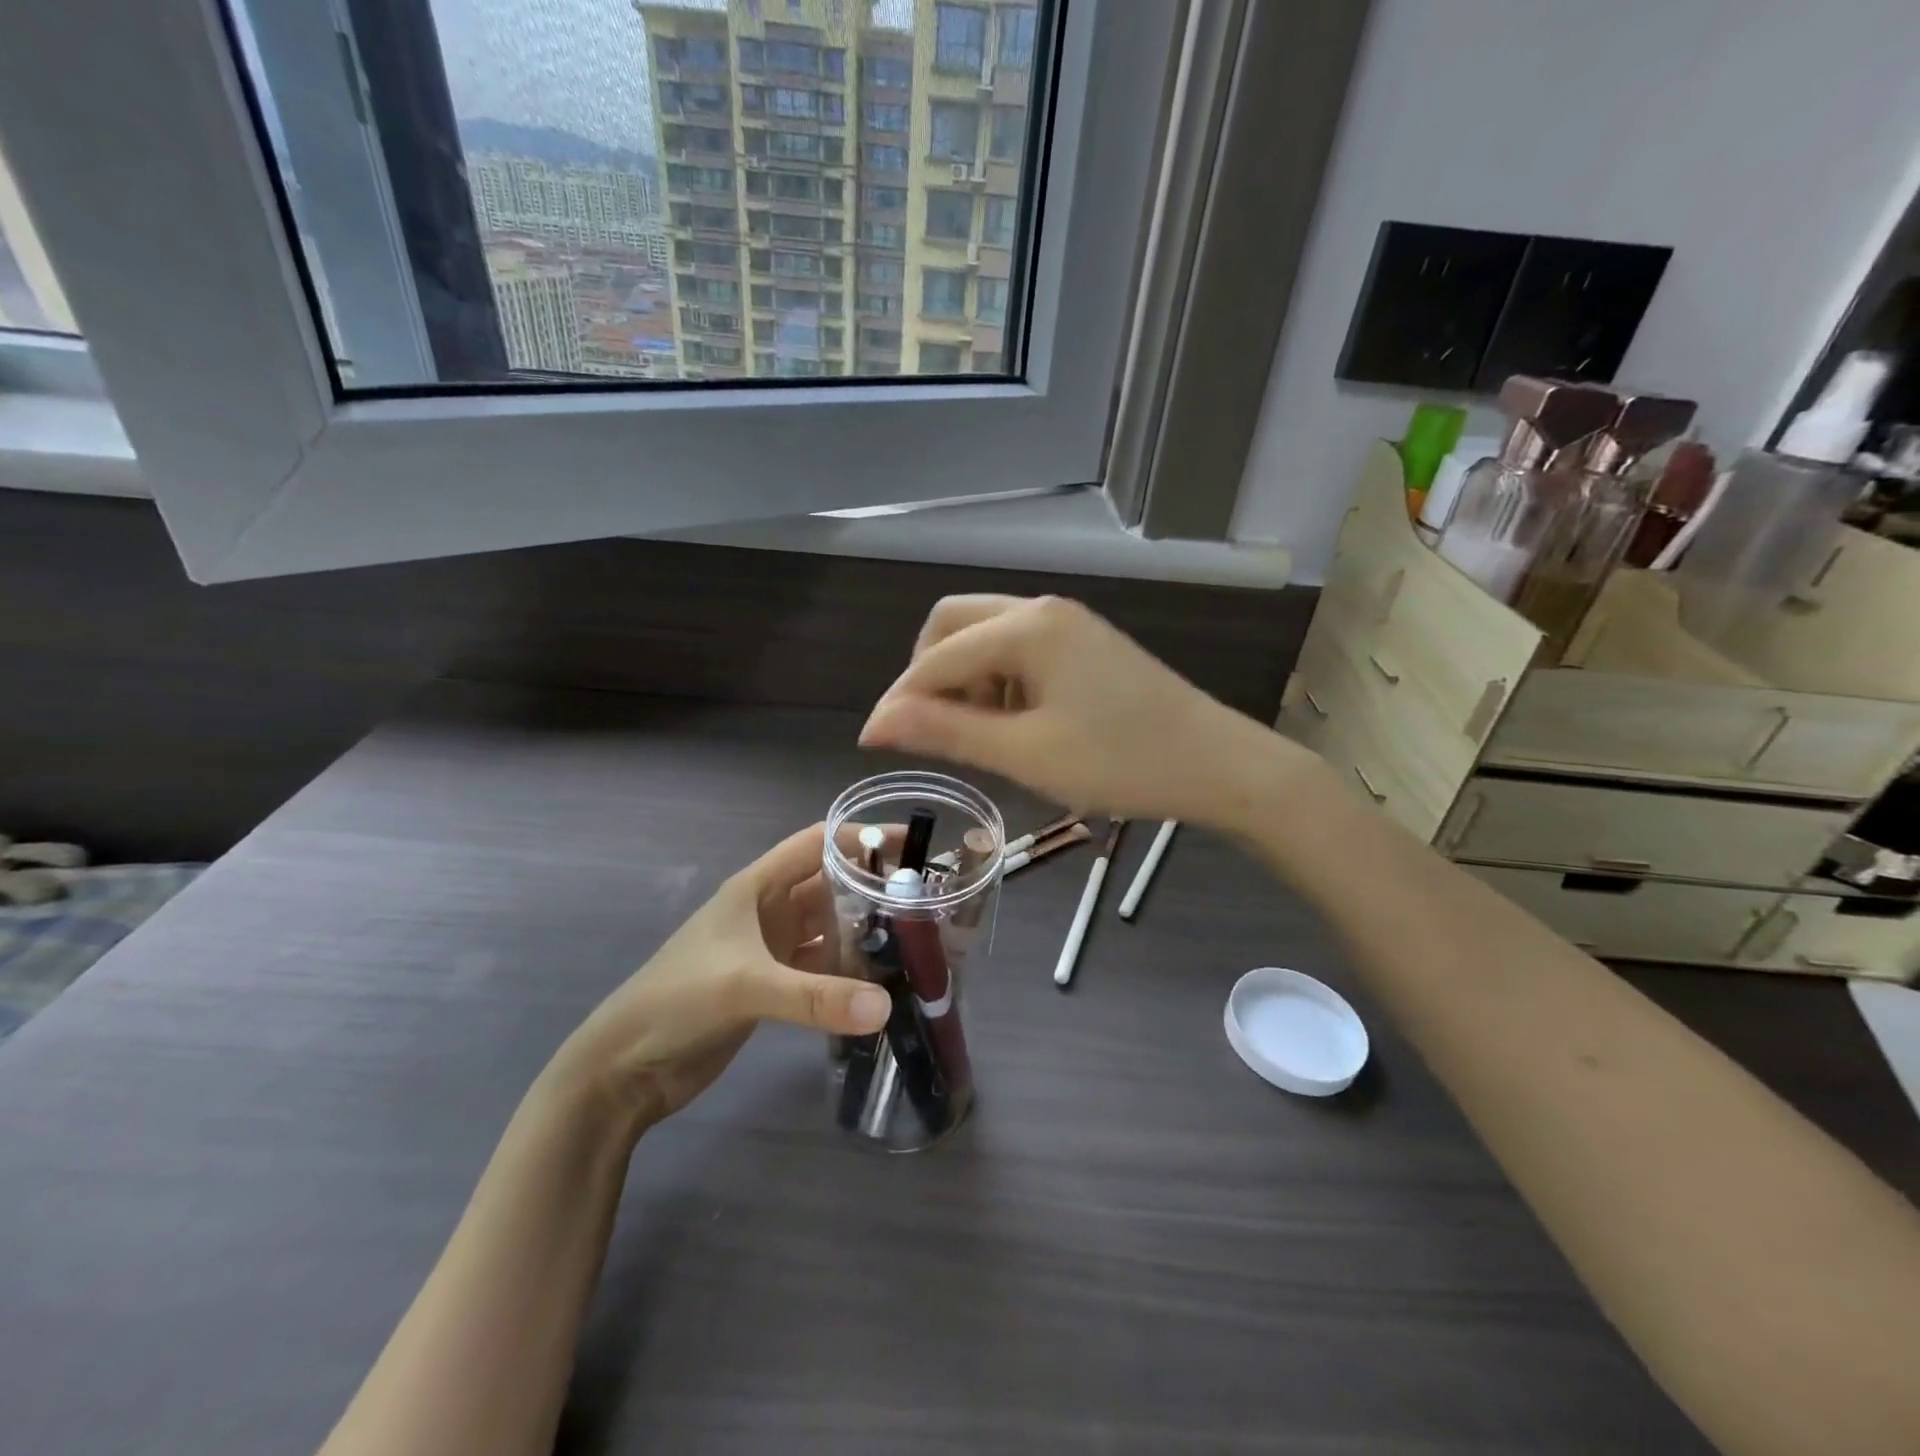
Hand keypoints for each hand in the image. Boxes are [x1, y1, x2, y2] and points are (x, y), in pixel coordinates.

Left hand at [548, 825, 890, 1131]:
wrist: (623, 1069)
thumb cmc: (676, 1002)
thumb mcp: (745, 987)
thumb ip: (815, 997)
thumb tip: (885, 1006)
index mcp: (757, 887)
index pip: (818, 843)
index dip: (863, 837)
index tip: (915, 844)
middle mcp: (768, 910)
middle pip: (831, 884)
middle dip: (874, 886)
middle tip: (929, 898)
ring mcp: (770, 949)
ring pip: (829, 927)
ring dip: (865, 930)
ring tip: (917, 938)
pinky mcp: (773, 986)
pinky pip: (822, 967)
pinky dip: (849, 971)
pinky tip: (882, 982)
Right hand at [861, 595, 1306, 826]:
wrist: (1218, 764)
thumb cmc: (1121, 762)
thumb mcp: (1026, 753)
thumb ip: (948, 732)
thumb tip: (877, 724)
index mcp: (1026, 628)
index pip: (936, 657)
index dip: (899, 700)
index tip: (872, 744)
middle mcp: (1041, 609)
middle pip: (954, 625)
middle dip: (929, 674)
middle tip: (929, 729)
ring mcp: (1068, 623)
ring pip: (987, 634)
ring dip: (966, 677)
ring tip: (981, 735)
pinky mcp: (1085, 643)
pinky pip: (1020, 648)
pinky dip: (1000, 680)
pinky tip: (1018, 722)